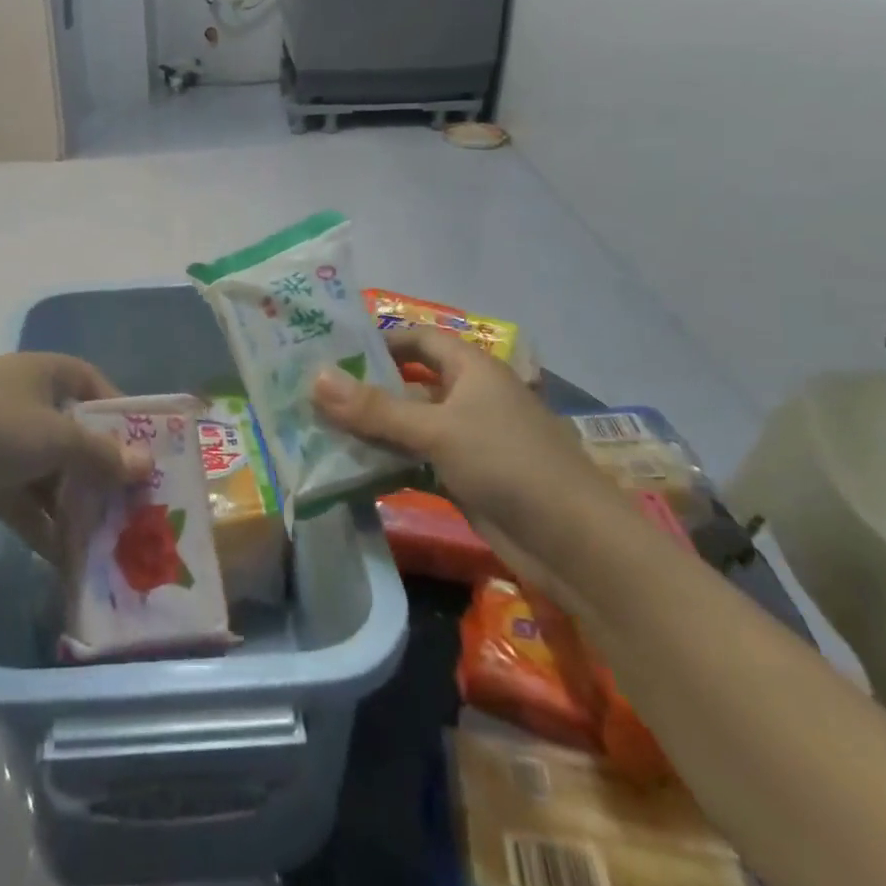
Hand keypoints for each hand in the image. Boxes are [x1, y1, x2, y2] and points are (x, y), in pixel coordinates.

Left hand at [0, 353, 149, 557]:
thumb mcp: (56, 439)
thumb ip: (101, 455)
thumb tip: (145, 465)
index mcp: (42, 372)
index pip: (91, 382)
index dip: (118, 411)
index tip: (141, 446)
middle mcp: (21, 395)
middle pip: (70, 430)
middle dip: (97, 467)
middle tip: (126, 501)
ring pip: (46, 467)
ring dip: (69, 501)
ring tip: (101, 537)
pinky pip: (19, 493)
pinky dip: (38, 519)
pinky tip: (61, 555)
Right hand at [312, 329, 622, 583]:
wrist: (575, 545)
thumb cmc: (508, 464)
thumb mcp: (436, 430)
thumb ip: (374, 408)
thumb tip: (315, 378)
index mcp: (471, 369)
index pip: (418, 340)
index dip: (379, 340)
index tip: (331, 350)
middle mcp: (468, 397)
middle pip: (408, 383)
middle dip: (365, 388)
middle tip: (310, 392)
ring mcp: (467, 439)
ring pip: (409, 424)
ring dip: (371, 429)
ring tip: (317, 428)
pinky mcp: (464, 477)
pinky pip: (416, 459)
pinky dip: (387, 461)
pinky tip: (349, 467)